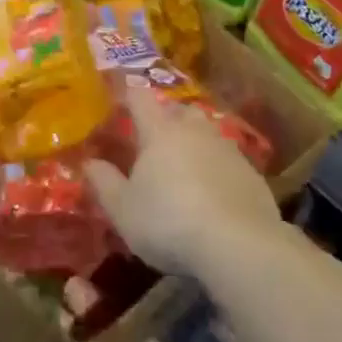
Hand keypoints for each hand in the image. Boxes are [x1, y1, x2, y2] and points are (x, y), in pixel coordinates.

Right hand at [86, 89, 280, 278]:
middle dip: (165, 117)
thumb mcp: (123, 210)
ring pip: (206, 133)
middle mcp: (194, 130)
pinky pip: (227, 160)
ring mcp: (227, 149)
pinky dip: (216, 168)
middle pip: (178, 110)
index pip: (140, 98)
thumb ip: (104, 183)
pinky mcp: (252, 173)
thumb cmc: (168, 222)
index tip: (119, 102)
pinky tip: (213, 193)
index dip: (128, 96)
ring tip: (183, 165)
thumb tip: (89, 162)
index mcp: (159, 131)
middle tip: (152, 137)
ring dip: (194, 141)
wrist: (238, 245)